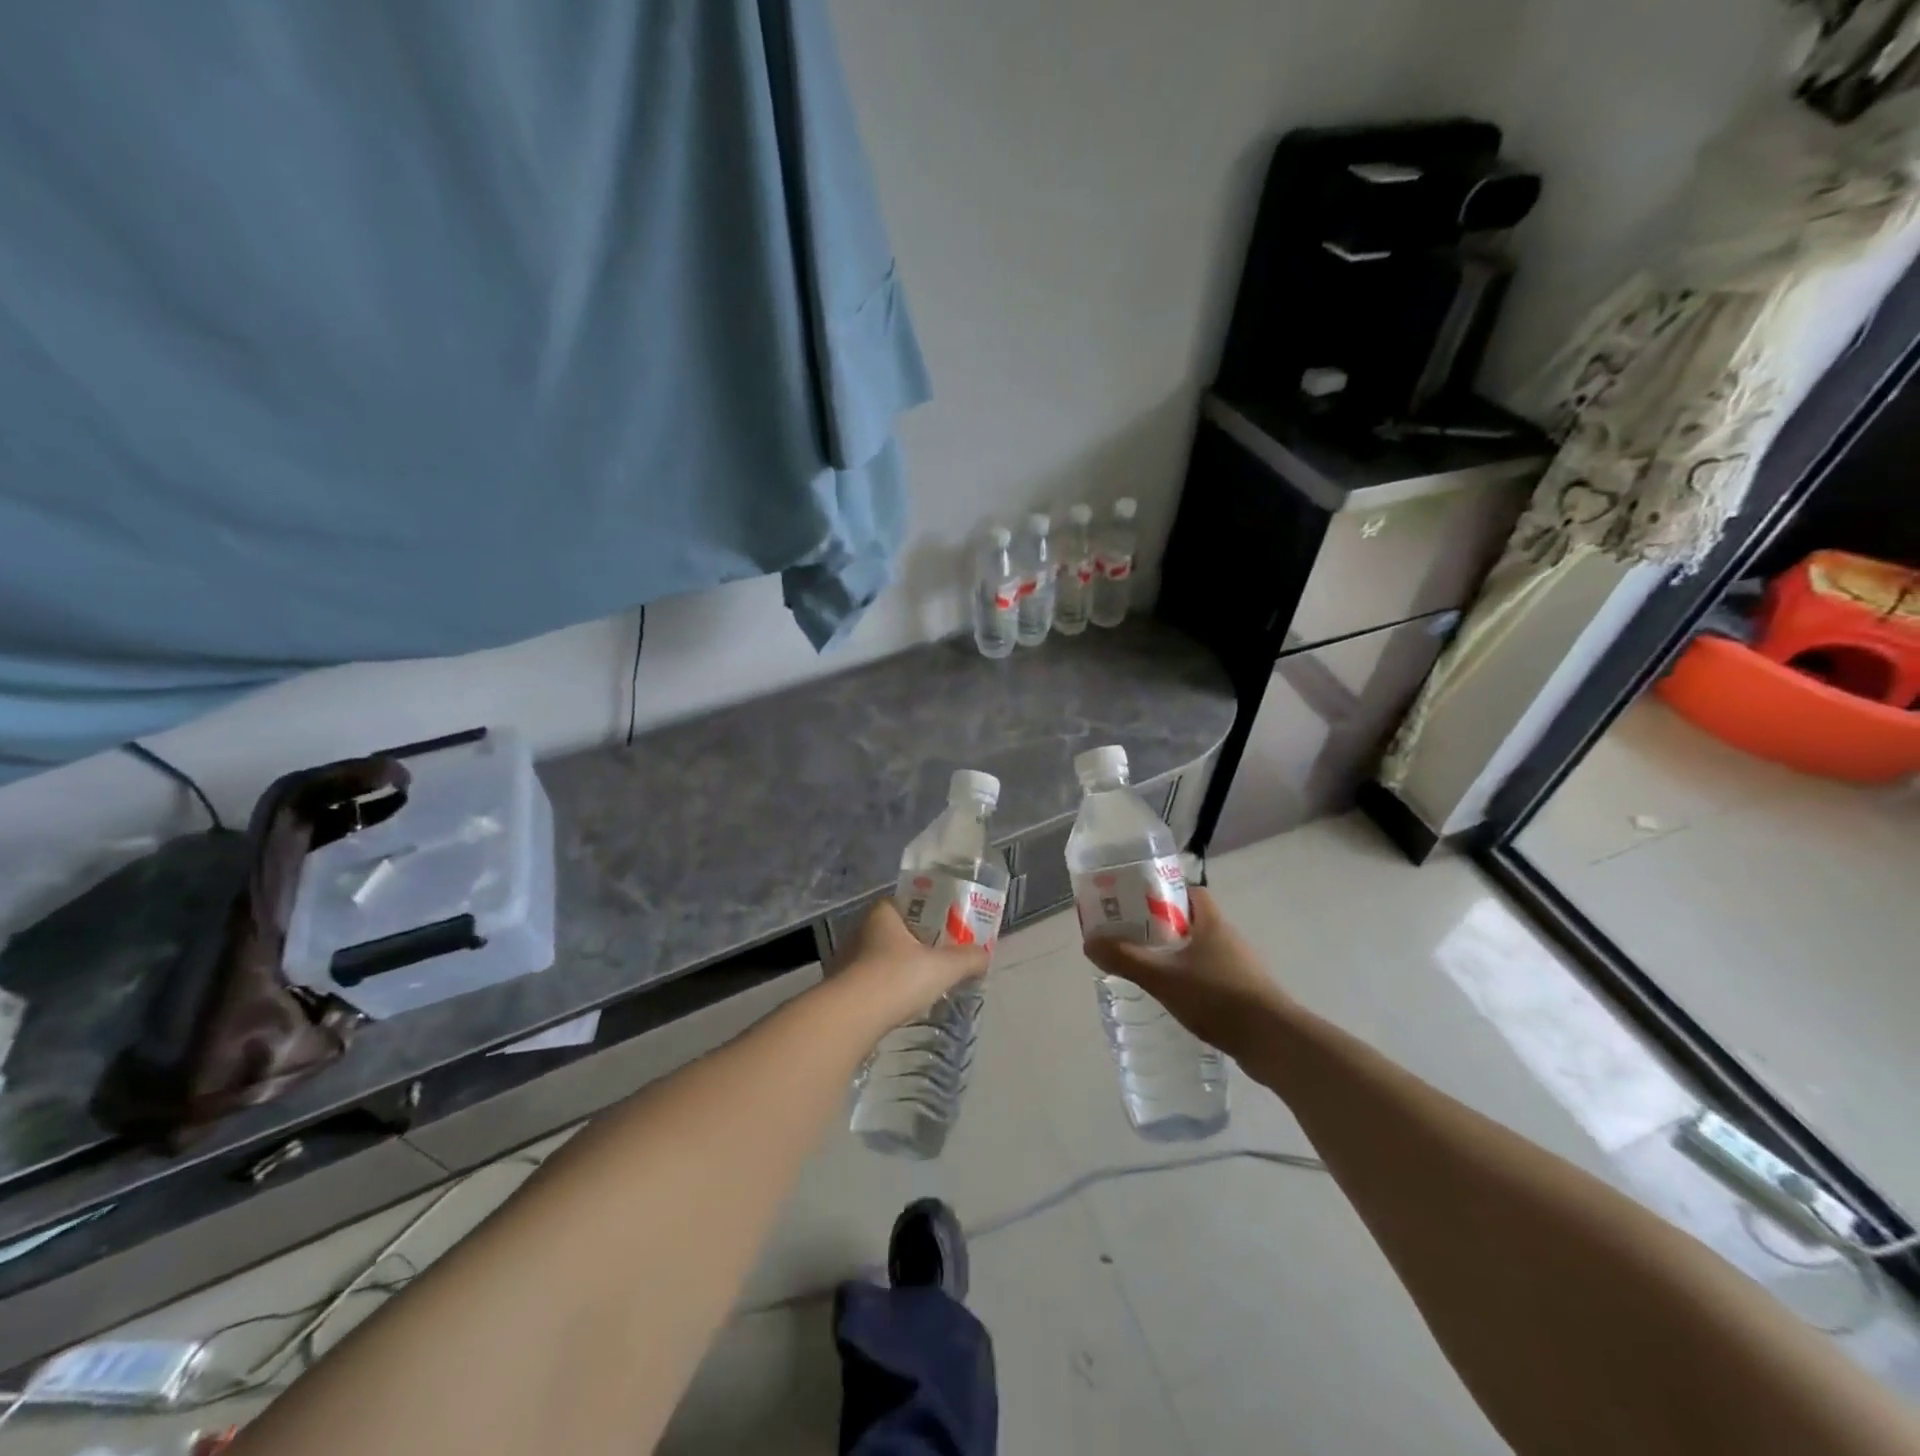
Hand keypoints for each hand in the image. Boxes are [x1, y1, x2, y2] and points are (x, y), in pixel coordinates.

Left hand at [833, 899, 990, 1033]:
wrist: (851, 1018)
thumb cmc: (897, 978)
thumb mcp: (943, 967)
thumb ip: (967, 959)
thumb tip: (985, 956)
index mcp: (882, 915)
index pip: (904, 903)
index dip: (925, 913)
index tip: (943, 928)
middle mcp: (860, 931)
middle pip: (892, 932)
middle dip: (913, 944)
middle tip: (937, 958)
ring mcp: (845, 961)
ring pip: (878, 959)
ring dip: (896, 969)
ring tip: (920, 985)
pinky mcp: (840, 990)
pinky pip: (868, 984)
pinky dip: (883, 991)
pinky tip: (898, 1005)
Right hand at [1081, 887, 1290, 1058]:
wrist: (1273, 1042)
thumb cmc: (1217, 997)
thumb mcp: (1162, 977)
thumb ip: (1126, 958)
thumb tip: (1089, 942)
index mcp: (1212, 921)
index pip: (1189, 892)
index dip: (1163, 892)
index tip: (1137, 904)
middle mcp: (1229, 937)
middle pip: (1192, 920)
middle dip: (1163, 926)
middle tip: (1134, 937)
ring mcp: (1241, 965)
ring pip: (1202, 949)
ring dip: (1178, 955)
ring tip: (1150, 968)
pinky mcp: (1246, 992)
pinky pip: (1212, 975)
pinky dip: (1193, 979)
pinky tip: (1177, 997)